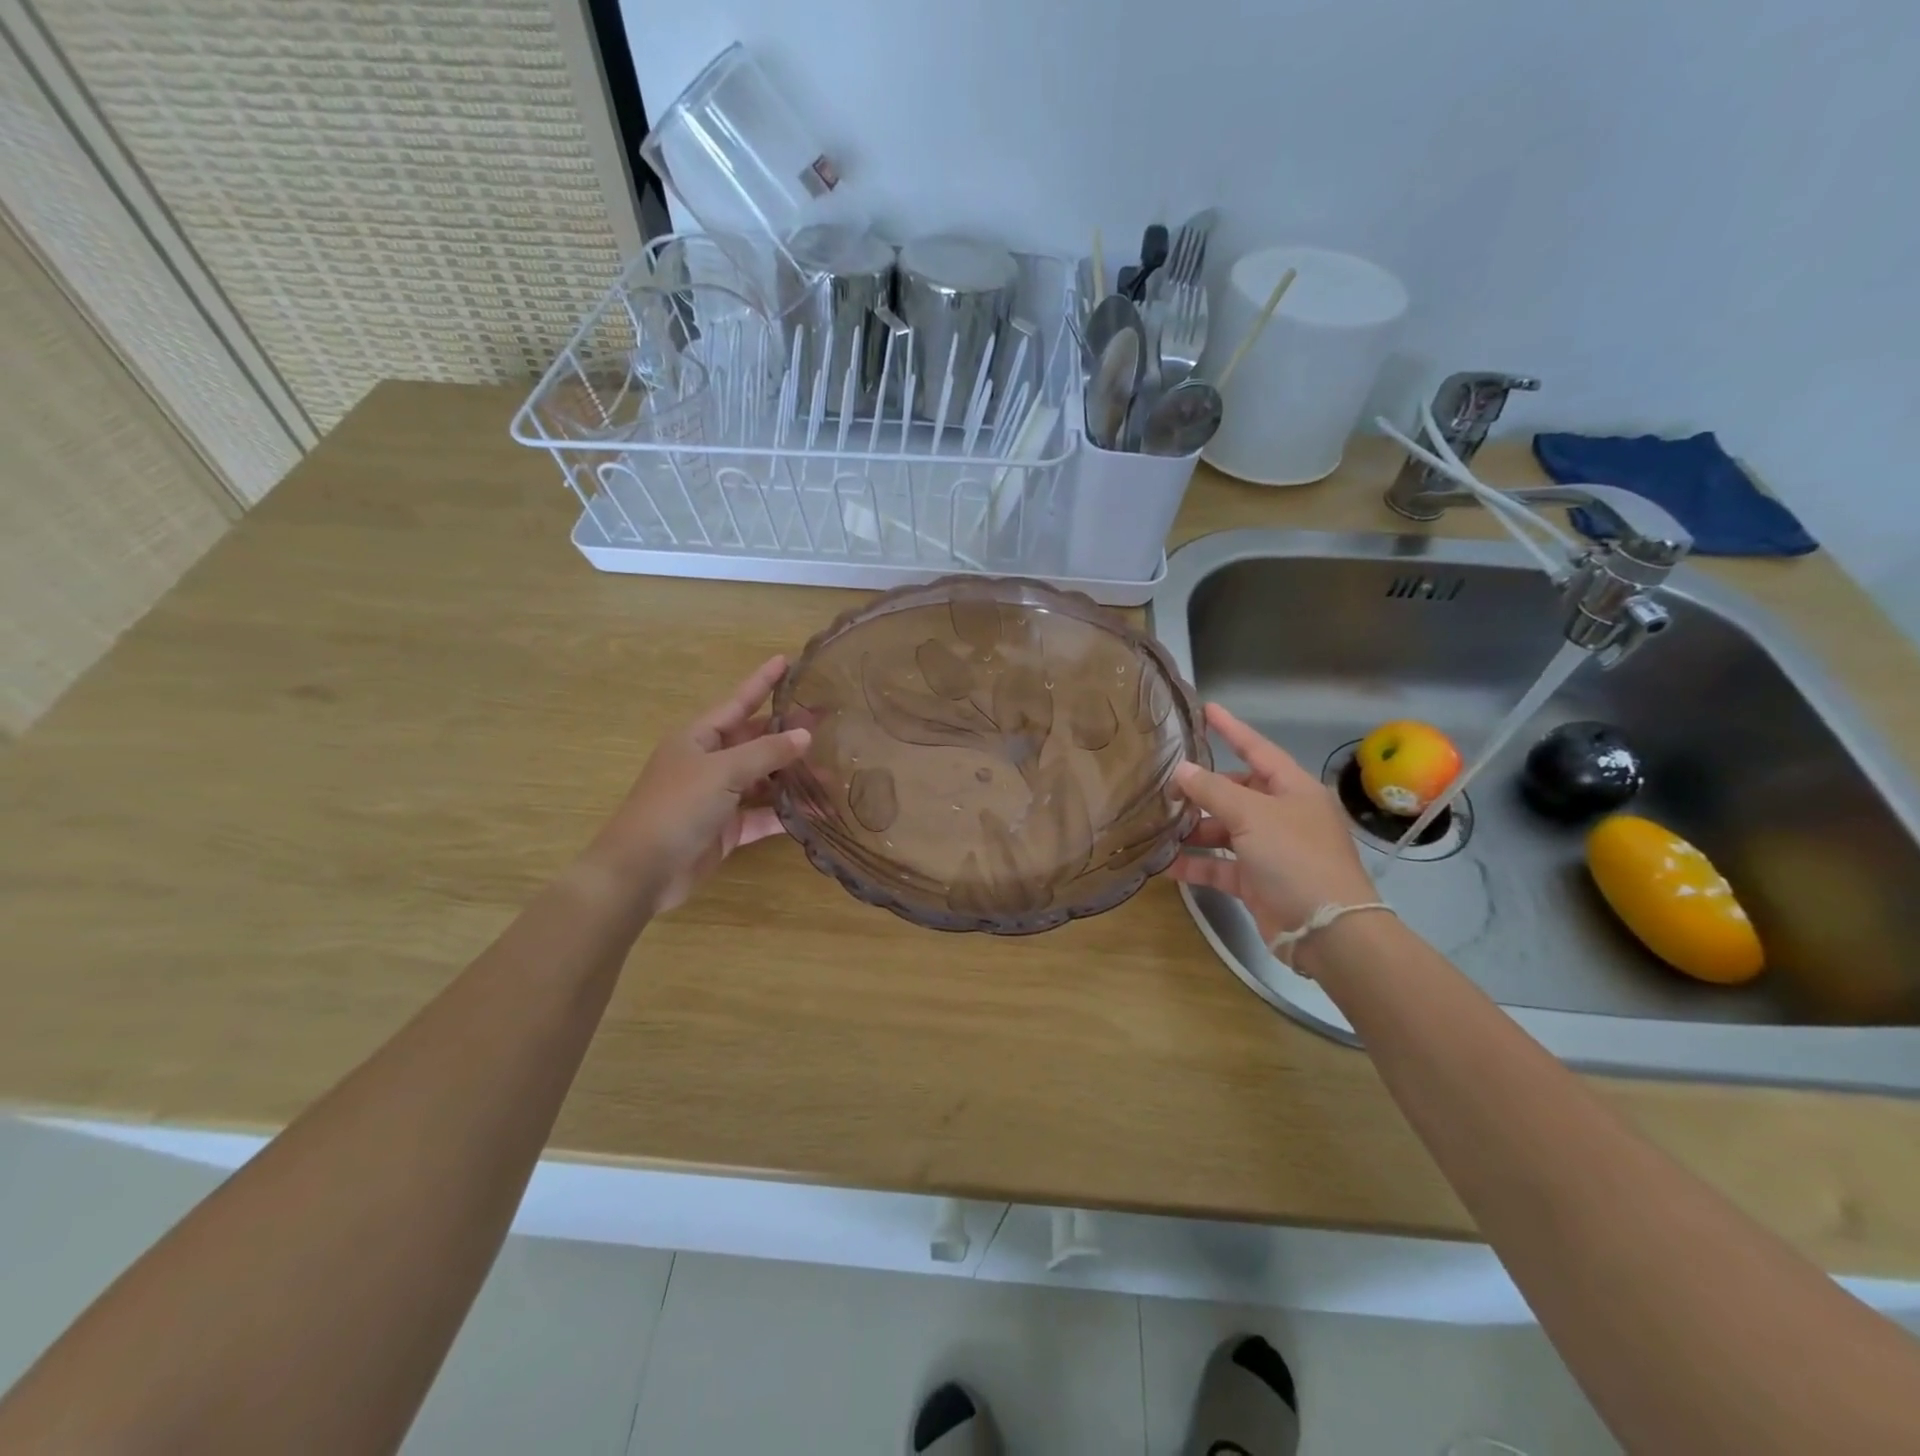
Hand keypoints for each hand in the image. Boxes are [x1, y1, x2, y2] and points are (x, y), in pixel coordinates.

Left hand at [584, 655, 810, 917]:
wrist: (642, 870)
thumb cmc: (677, 807)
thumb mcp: (723, 771)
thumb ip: (766, 752)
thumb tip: (805, 735)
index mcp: (699, 738)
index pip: (738, 702)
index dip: (762, 681)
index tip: (788, 660)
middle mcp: (709, 762)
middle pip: (756, 741)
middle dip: (789, 733)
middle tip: (828, 723)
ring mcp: (719, 797)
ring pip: (764, 779)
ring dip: (794, 778)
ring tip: (832, 773)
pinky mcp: (728, 829)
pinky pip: (764, 814)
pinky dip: (787, 813)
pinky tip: (818, 811)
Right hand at [1167, 704, 1380, 962]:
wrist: (1327, 930)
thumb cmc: (1295, 858)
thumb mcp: (1252, 815)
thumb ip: (1213, 790)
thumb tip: (1182, 770)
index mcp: (1294, 790)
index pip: (1258, 749)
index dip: (1232, 730)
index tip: (1206, 709)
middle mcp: (1284, 815)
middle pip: (1237, 792)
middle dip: (1203, 790)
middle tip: (1165, 785)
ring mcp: (1271, 850)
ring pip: (1225, 830)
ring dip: (1194, 829)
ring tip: (1158, 825)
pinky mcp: (1258, 882)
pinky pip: (1220, 866)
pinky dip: (1196, 864)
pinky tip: (1165, 864)